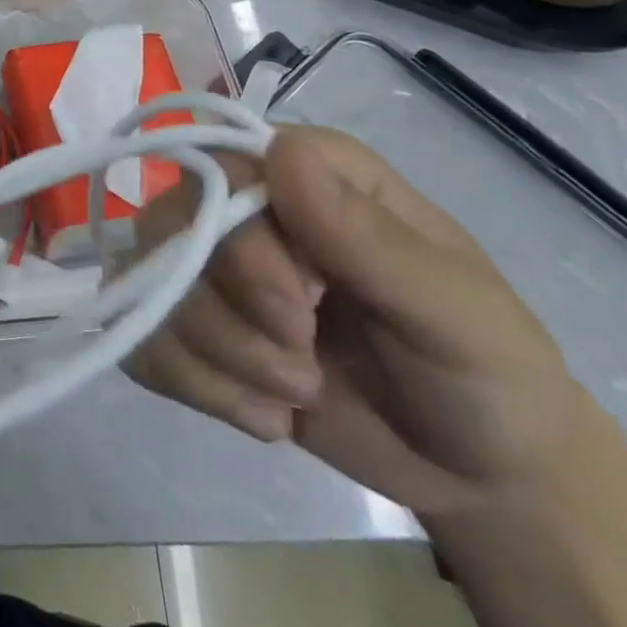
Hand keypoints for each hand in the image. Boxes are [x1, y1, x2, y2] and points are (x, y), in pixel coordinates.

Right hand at [125, 126, 582, 516]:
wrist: (476, 473)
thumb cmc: (484, 372)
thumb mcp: (452, 311)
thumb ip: (368, 237)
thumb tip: (283, 153)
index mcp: (308, 171)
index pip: (221, 168)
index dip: (240, 244)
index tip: (302, 313)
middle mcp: (245, 202)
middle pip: (172, 228)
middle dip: (231, 318)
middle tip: (305, 372)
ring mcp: (211, 263)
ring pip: (149, 285)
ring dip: (220, 360)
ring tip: (297, 395)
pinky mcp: (192, 323)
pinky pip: (142, 336)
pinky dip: (196, 387)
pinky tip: (262, 415)